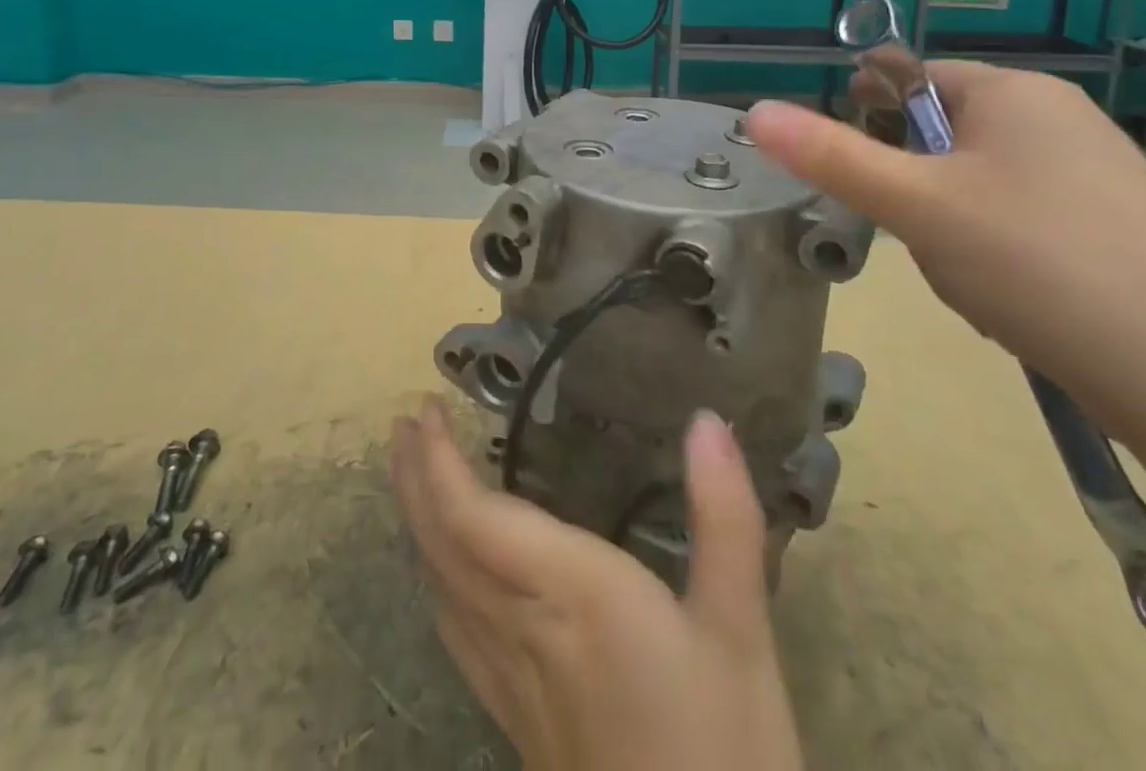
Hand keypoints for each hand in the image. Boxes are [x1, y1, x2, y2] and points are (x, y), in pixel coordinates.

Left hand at [391, 399, 803, 770]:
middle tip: (405, 425)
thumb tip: (707, 420)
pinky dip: (437, 578)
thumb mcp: (741, 633)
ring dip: (419, 520)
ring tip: (415, 474)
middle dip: (416, 479)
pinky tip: (444, 574)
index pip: (473, 517)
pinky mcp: (516, 720)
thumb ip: (724, 519)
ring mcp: (511, 680)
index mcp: (569, 595)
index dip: (438, 461)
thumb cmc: (725, 753)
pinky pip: (454, 630)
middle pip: (442, 544)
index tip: (425, 409)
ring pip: (441, 585)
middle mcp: (522, 628)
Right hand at [748, 64, 1145, 444]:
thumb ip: (830, 156)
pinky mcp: (1114, 225)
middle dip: (912, 184)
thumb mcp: (915, 204)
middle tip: (913, 233)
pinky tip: (1008, 295)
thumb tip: (754, 113)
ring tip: (967, 274)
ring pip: (975, 181)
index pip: (911, 78)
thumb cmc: (1037, 261)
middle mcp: (1059, 118)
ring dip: (947, 221)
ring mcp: (1094, 172)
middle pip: (942, 132)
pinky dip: (993, 248)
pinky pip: (1019, 217)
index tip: (860, 175)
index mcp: (1014, 92)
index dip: (871, 119)